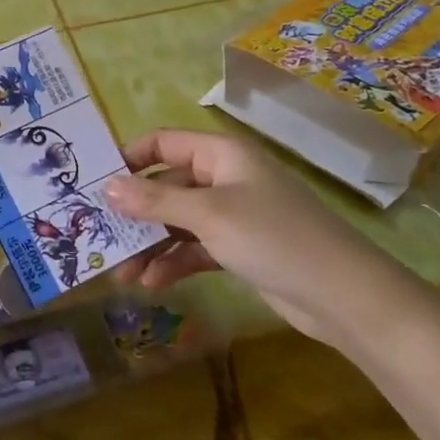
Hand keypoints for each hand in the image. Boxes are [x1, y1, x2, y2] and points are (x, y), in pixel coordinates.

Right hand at [103, 128, 415, 351]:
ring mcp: (233, 215)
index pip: (164, 143)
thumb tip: (107, 186)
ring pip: (178, 221)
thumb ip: (155, 200)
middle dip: (135, 212)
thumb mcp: (208, 215)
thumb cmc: (273, 237)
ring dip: (151, 243)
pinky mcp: (240, 248)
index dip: (130, 158)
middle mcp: (225, 178)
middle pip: (167, 185)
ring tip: (122, 272)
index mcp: (221, 154)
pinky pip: (195, 248)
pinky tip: (153, 282)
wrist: (344, 296)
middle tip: (102, 236)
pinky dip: (174, 261)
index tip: (96, 184)